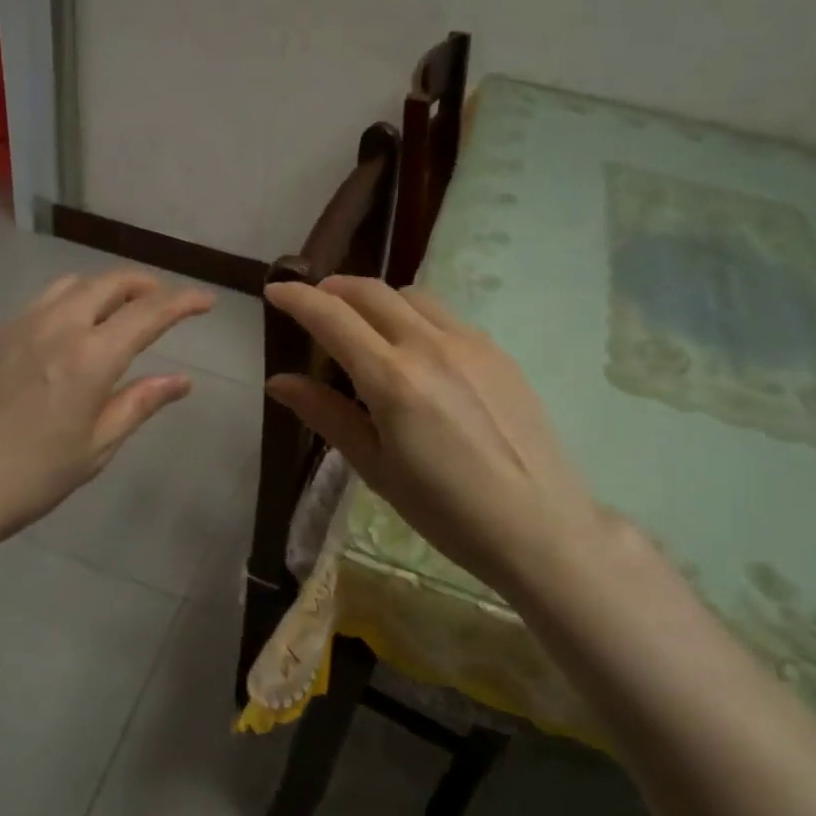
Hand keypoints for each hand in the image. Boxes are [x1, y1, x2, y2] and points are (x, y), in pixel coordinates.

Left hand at [0, 269, 213, 557]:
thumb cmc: (29, 479)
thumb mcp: (96, 447)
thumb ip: (139, 403)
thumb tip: (181, 380)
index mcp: (90, 357)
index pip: (149, 313)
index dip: (184, 302)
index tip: (206, 300)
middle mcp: (55, 326)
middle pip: (109, 282)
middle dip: (144, 284)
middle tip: (161, 300)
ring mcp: (14, 325)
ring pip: (68, 285)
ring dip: (101, 289)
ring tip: (113, 311)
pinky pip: (33, 307)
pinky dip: (61, 309)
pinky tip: (56, 341)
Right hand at [264, 276, 608, 594]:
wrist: (541, 527)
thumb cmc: (447, 511)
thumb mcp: (376, 468)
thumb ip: (327, 415)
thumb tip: (279, 382)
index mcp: (393, 379)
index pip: (332, 317)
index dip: (297, 299)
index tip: (275, 290)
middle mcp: (430, 346)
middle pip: (371, 291)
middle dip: (334, 289)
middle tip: (314, 304)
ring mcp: (470, 343)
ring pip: (411, 296)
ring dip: (376, 299)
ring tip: (362, 325)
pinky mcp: (497, 351)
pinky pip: (445, 315)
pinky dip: (414, 316)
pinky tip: (414, 349)